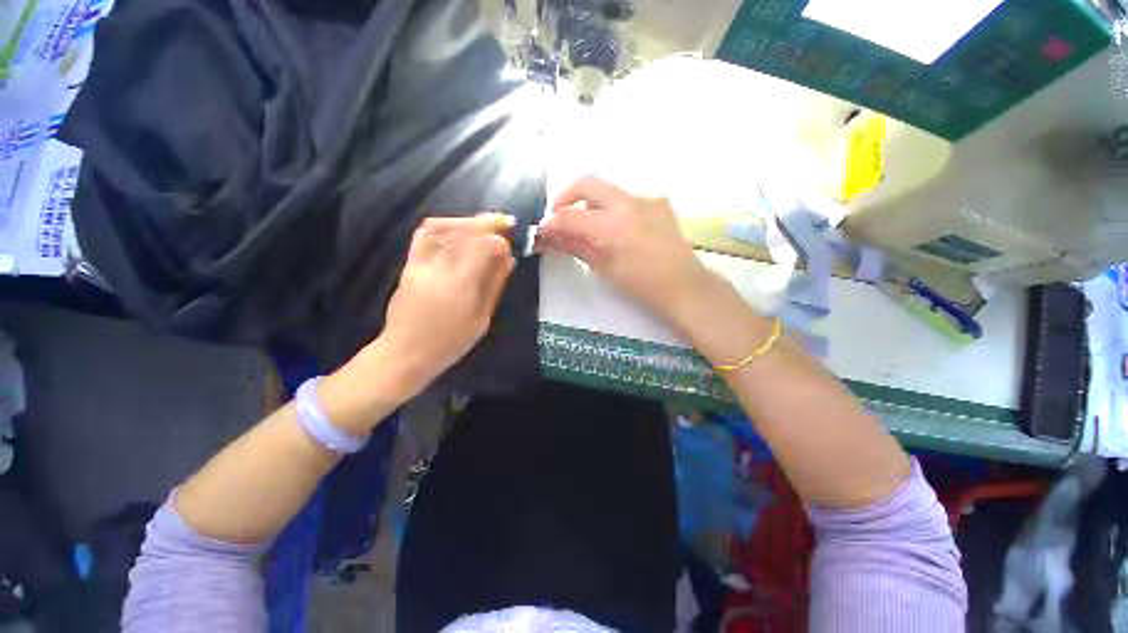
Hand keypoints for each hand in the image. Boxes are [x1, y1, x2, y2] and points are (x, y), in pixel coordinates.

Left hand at [378, 214, 515, 394]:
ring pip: (442, 226)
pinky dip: (445, 225)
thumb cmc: (450, 342)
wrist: (405, 352)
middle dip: (487, 223)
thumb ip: (494, 285)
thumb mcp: (482, 318)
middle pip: (463, 231)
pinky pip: (425, 234)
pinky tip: (459, 230)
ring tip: (484, 225)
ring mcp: (420, 263)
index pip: (482, 247)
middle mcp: (438, 268)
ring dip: (467, 221)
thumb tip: (509, 259)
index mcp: (461, 286)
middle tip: (505, 222)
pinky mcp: (409, 264)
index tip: (510, 245)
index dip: (500, 240)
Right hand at [538, 175, 715, 329]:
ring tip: (585, 225)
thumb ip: (576, 246)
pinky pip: (626, 198)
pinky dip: (611, 208)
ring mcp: (646, 198)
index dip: (552, 222)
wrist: (684, 286)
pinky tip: (614, 228)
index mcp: (614, 226)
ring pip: (607, 189)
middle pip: (587, 182)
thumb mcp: (605, 268)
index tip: (542, 230)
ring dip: (589, 202)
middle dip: (565, 197)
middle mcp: (629, 202)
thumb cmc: (642, 286)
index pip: (571, 215)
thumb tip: (552, 237)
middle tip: (558, 217)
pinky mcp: (658, 202)